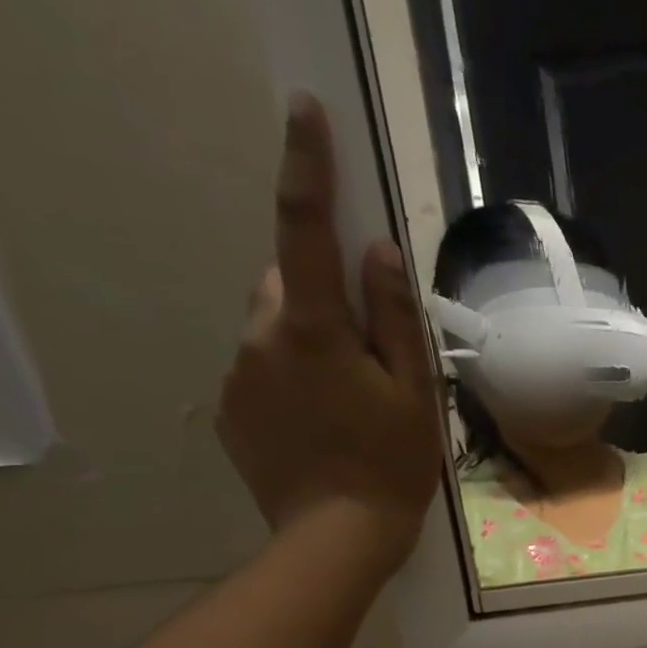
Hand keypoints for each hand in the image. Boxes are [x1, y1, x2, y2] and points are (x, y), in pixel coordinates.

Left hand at [218, 93, 442, 566]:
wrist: (336, 536)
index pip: (305, 229)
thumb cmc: (392, 464)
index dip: (307, 167)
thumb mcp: (414, 393)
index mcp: (313, 329)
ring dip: (312, 344)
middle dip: (324, 298)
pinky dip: (294, 380)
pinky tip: (326, 426)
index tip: (305, 110)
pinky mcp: (232, 409)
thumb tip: (380, 251)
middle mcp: (261, 336)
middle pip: (288, 285)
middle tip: (372, 353)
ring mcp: (238, 374)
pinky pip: (263, 370)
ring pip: (275, 329)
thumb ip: (396, 320)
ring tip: (352, 403)